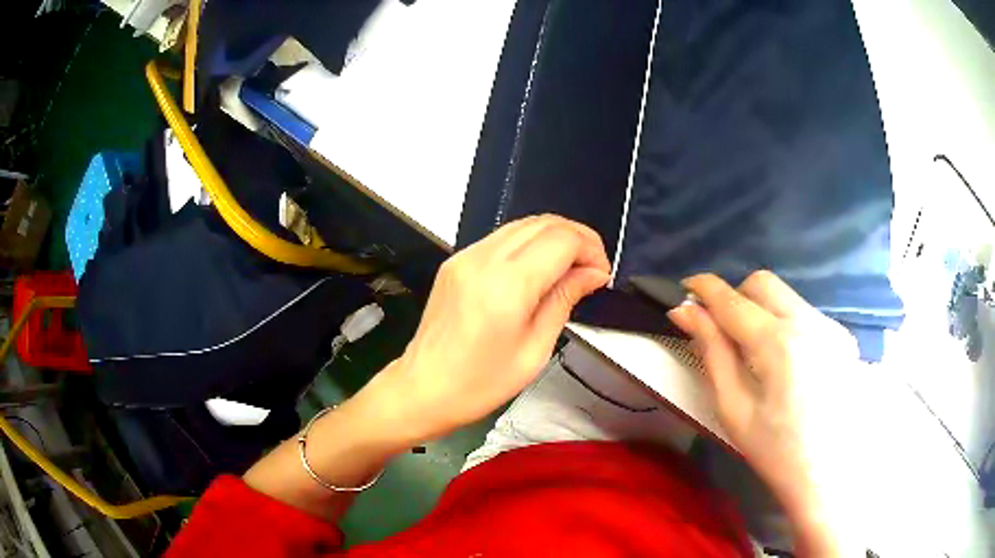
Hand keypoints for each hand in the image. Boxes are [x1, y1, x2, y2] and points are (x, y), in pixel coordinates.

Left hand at [369, 215, 609, 443]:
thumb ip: (564, 300)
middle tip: (592, 267)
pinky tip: (539, 268)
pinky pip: (501, 237)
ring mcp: (465, 256)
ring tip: (570, 267)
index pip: (562, 240)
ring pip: (522, 224)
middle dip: (577, 238)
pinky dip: (529, 243)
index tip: (601, 273)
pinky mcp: (456, 261)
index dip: (591, 249)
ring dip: (553, 237)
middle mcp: (484, 259)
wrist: (423, 388)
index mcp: (507, 285)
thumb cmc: (480, 383)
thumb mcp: (535, 350)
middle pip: (544, 223)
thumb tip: (593, 273)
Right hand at [668, 271, 861, 555]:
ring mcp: (831, 327)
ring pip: (787, 296)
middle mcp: (809, 322)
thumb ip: (712, 352)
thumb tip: (685, 312)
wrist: (828, 474)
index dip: (705, 288)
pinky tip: (788, 363)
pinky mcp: (843, 336)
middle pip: (763, 283)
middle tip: (722, 328)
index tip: (685, 289)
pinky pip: (806, 314)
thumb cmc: (775, 451)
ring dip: (762, 310)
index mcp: (778, 345)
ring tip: (757, 352)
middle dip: (736, 296)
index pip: (733, 300)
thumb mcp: (734, 409)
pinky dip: (786, 324)